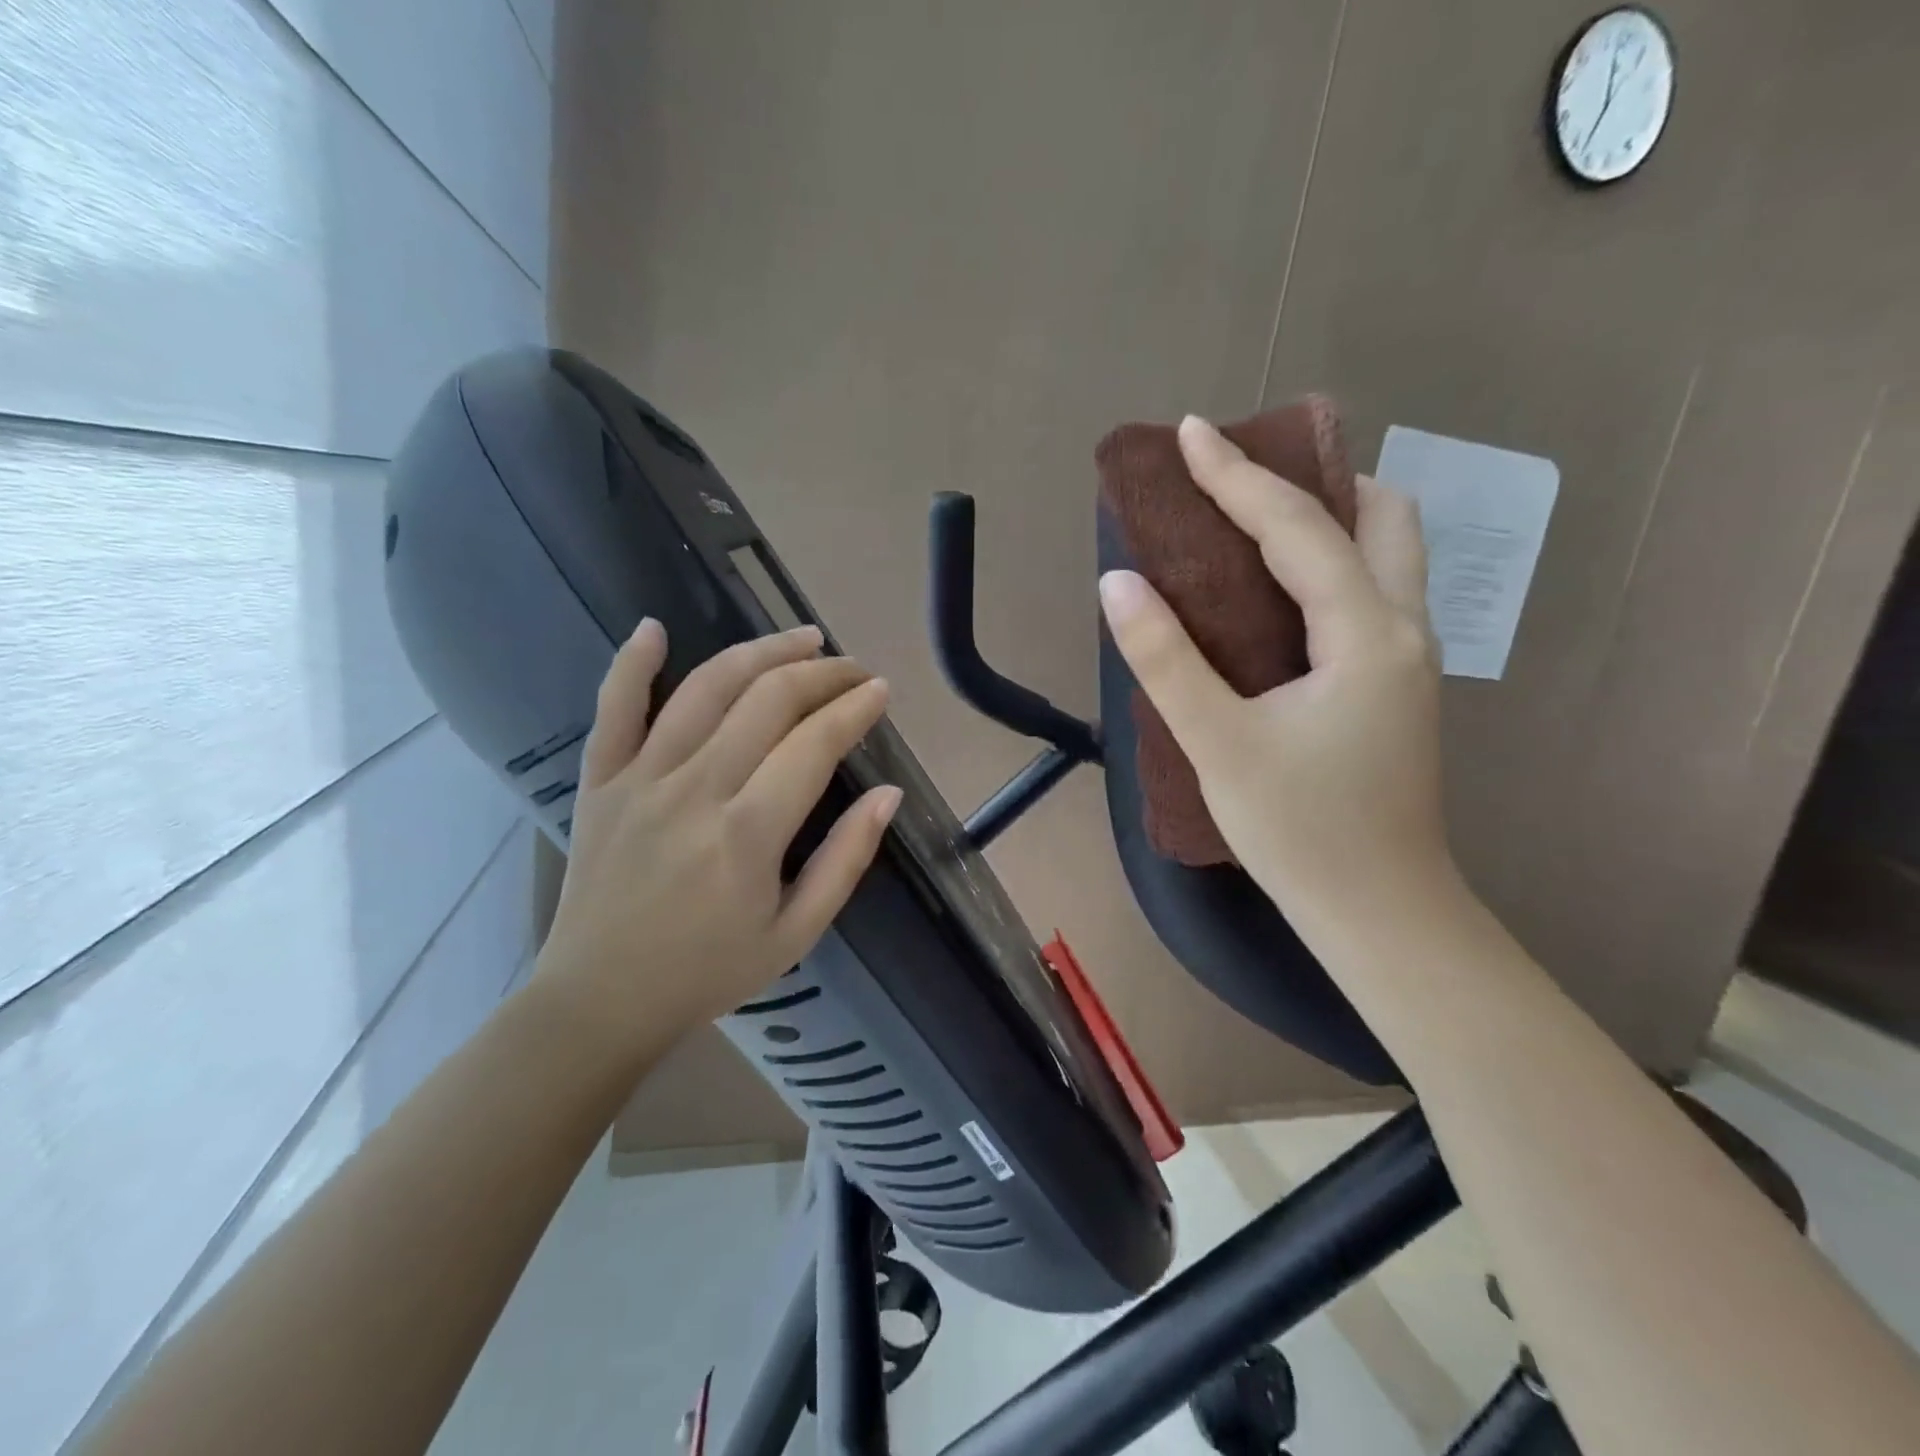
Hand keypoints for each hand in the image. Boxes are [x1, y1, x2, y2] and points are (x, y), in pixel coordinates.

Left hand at [534, 621, 901, 1054]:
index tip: (880, 692)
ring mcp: (641, 779)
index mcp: (748, 833)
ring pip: (705, 688)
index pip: (815, 743)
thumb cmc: (708, 972)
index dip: (854, 708)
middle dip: (822, 673)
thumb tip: (889, 794)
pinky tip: (654, 628)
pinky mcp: (601, 780)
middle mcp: (695, 790)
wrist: (600, 999)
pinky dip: (632, 662)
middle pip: (767, 700)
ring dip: (759, 652)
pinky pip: (613, 708)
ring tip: (800, 639)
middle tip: (852, 669)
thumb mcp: (797, 933)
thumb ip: (846, 859)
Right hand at [1098, 415, 1450, 919]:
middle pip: (1383, 518)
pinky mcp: (1395, 688)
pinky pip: (1370, 594)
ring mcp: (1408, 660)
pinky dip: (1330, 565)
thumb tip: (1118, 582)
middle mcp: (1402, 630)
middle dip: (1318, 480)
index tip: (1191, 433)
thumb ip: (1166, 659)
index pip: (1298, 529)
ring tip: (1259, 524)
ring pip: (1388, 555)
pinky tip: (1278, 595)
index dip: (1237, 477)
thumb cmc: (1299, 830)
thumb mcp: (1218, 743)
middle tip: (1246, 483)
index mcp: (1366, 633)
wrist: (1378, 912)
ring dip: (1331, 520)